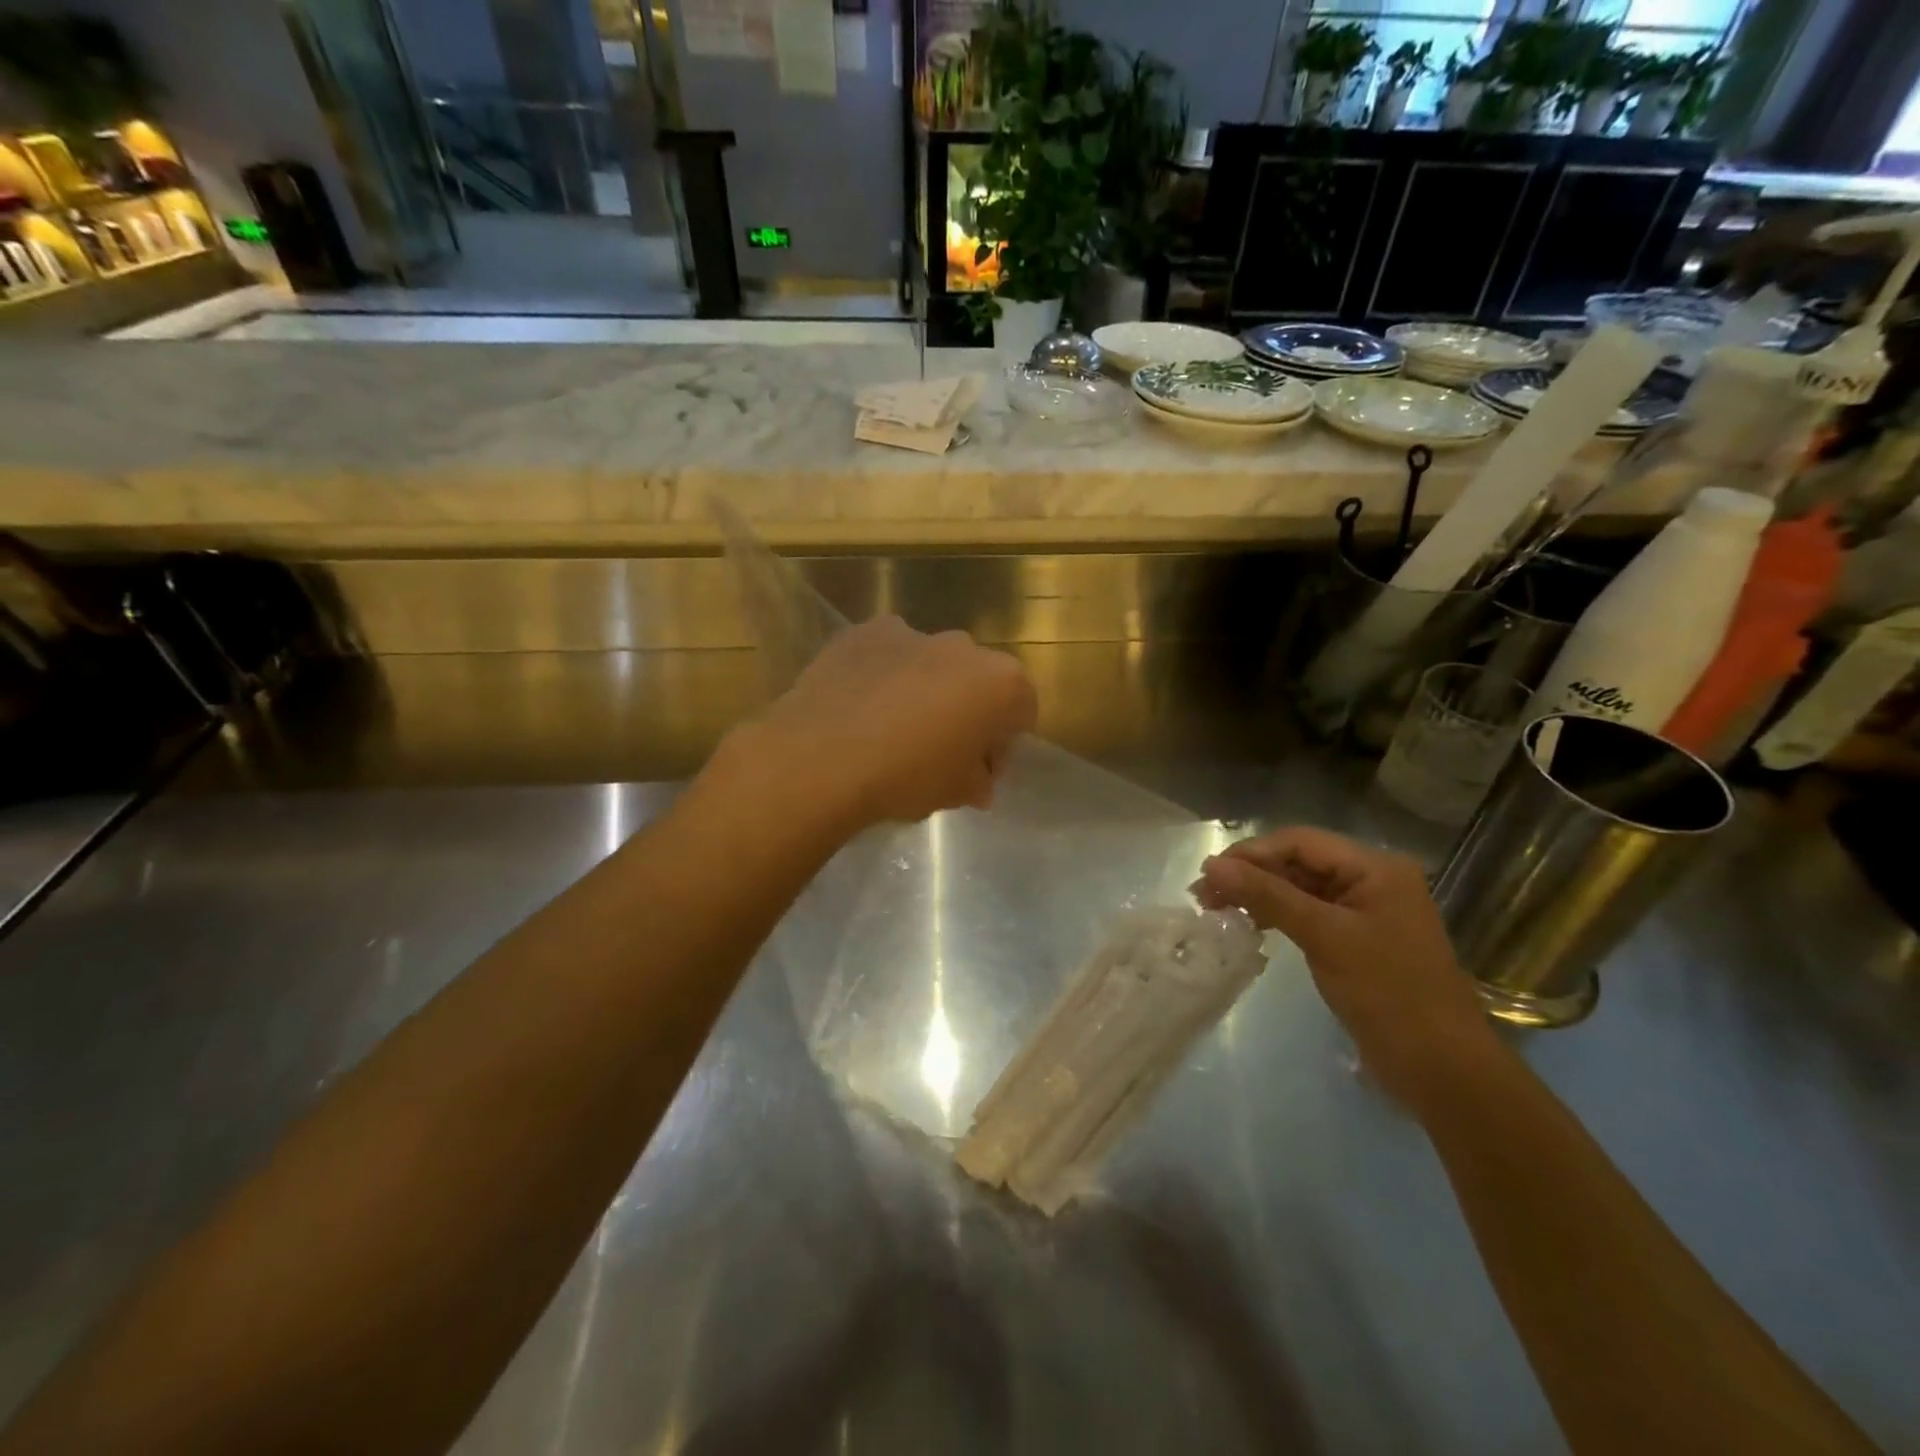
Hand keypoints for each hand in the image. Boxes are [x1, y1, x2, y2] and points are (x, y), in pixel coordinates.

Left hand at [748, 615, 1037, 829]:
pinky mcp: (867, 631)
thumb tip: (977, 781)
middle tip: (939, 751)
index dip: (1002, 745)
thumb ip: (977, 781)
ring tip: (893, 727)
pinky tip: (862, 705)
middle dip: (967, 712)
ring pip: (934, 664)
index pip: (1022, 712)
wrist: (821, 757)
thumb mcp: (955, 792)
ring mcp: (914, 632)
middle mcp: (965, 647)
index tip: (978, 772)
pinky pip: (890, 653)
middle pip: (979, 682)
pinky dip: (886, 673)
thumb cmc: (905, 777)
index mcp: (1002, 683)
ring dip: (927, 689)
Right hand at [1196, 827, 1501, 1112]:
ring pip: (1300, 887)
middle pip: (1299, 861)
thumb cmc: (1388, 994)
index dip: (1251, 853)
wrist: (1442, 1070)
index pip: (1300, 842)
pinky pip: (1308, 913)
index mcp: (1375, 867)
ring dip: (1259, 895)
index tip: (1208, 874)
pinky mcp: (1356, 939)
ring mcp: (1365, 911)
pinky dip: (1277, 915)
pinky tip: (1251, 926)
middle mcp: (1372, 880)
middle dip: (1251, 874)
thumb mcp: (1325, 937)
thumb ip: (1268, 896)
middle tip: (1204, 895)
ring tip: (1217, 909)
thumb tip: (1213, 865)